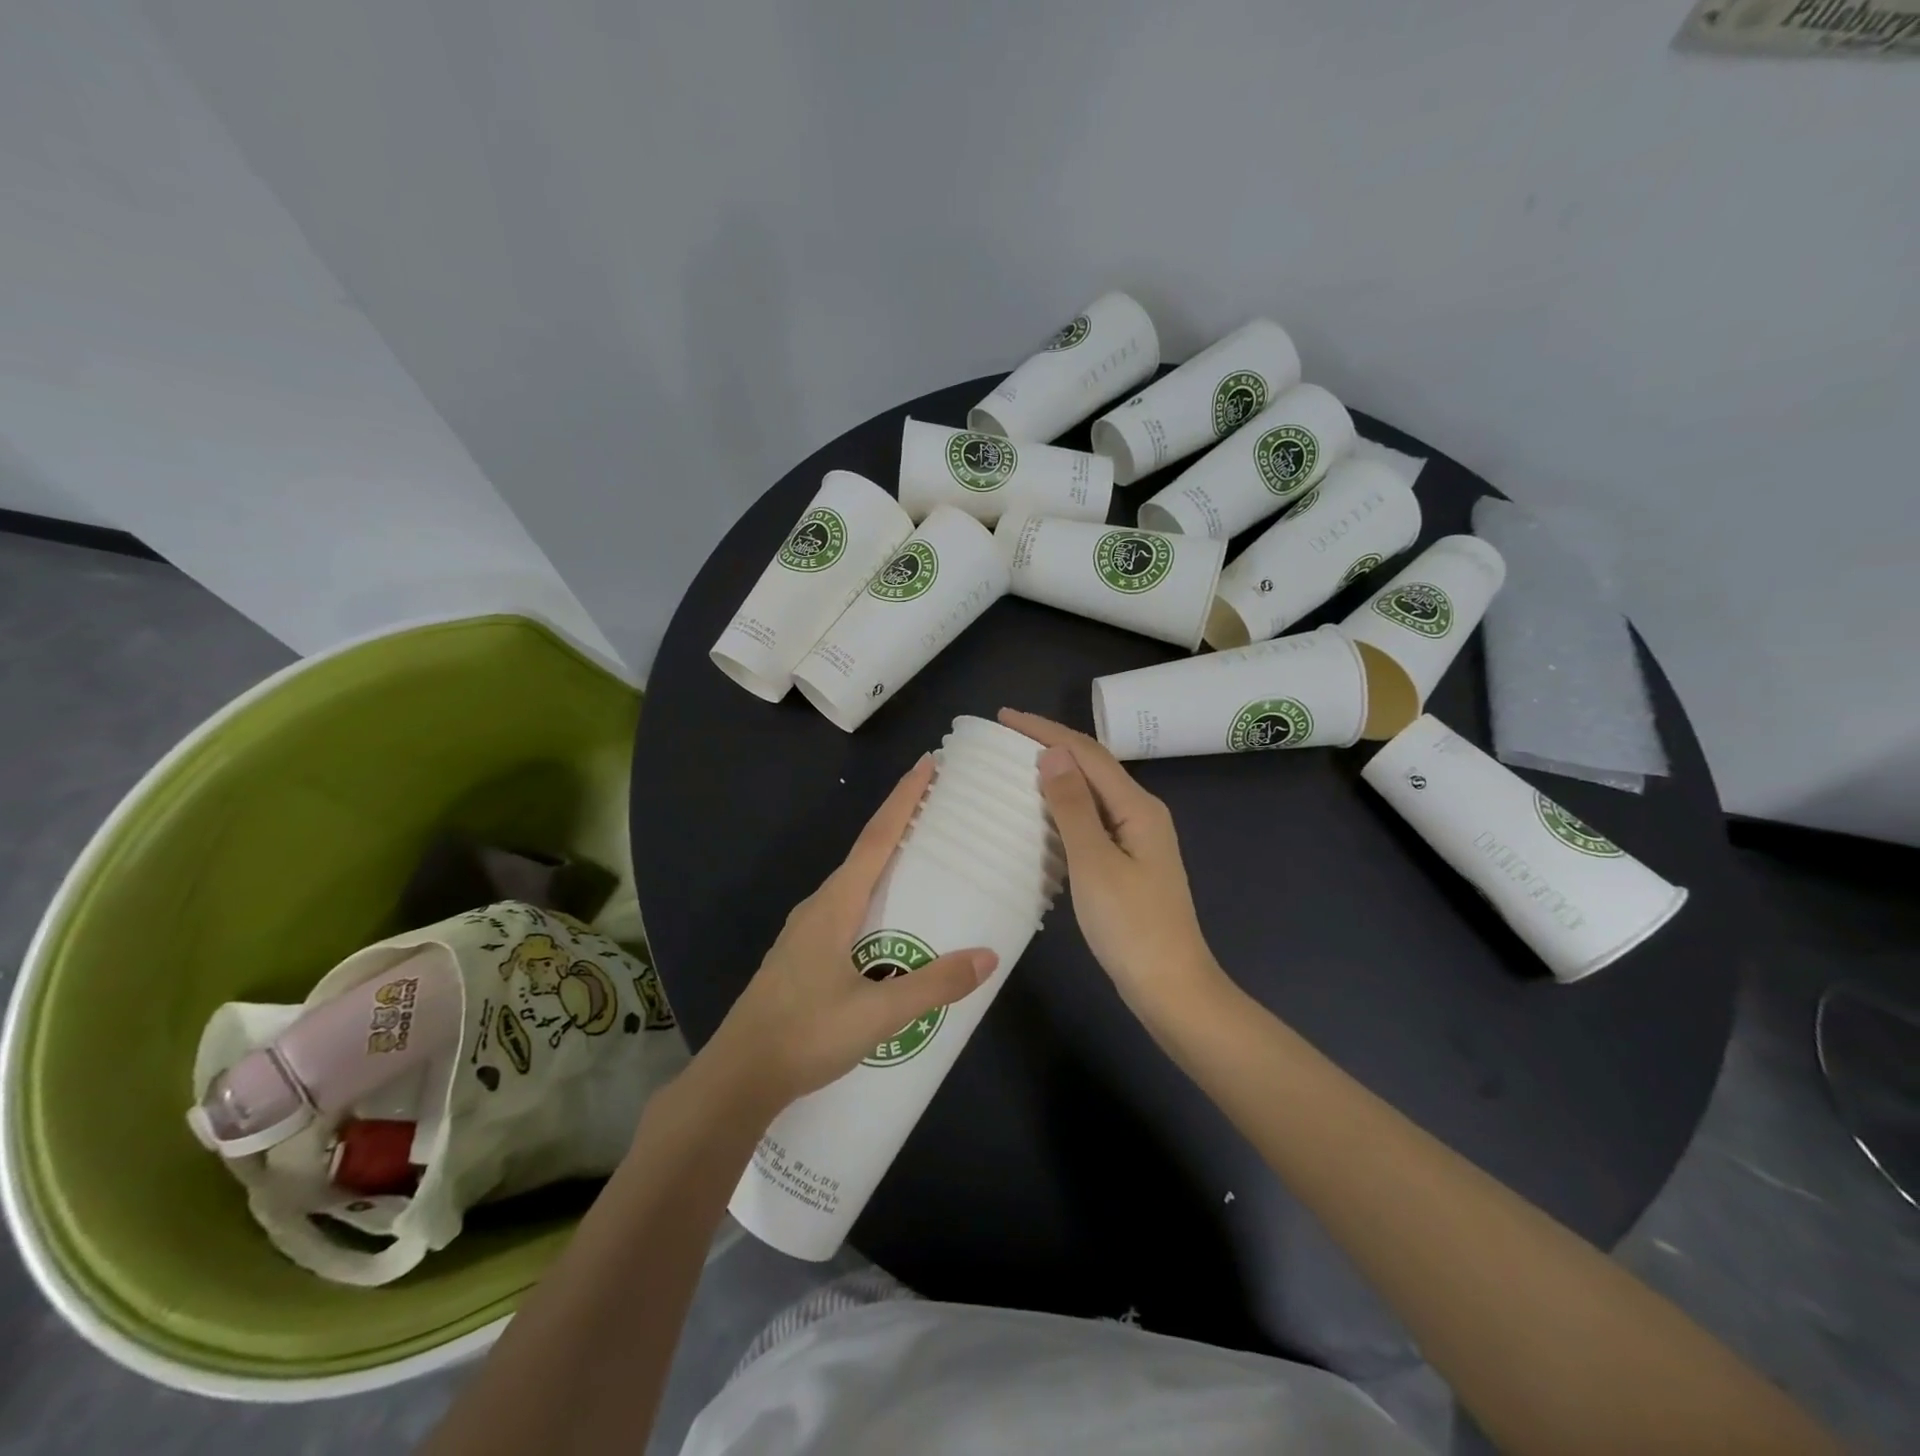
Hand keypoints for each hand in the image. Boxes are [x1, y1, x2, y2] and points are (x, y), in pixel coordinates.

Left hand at [702, 755, 996, 1118]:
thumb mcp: (877, 1014)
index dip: (903, 799)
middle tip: (939, 809)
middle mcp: (819, 907)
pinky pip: (847, 910)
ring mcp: (806, 932)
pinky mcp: (803, 956)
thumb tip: (987, 956)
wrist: (738, 1077)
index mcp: (834, 905)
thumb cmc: (805, 1034)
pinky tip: (890, 925)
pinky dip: (875, 897)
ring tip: (923, 862)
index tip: (927, 764)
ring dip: (886, 863)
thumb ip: (932, 984)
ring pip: (855, 884)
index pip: (876, 839)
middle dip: (899, 824)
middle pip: (865, 853)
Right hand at [999, 709, 1224, 1024]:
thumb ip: (1073, 807)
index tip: (1005, 716)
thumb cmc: (1130, 926)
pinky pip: (1092, 819)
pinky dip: (1064, 806)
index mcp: (1138, 807)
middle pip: (1093, 766)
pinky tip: (1042, 813)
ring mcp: (1137, 839)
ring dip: (1057, 773)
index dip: (1046, 731)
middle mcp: (1141, 814)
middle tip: (1006, 737)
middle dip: (1051, 745)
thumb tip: (1052, 753)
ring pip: (1092, 792)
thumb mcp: (1095, 863)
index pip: (1088, 753)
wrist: (1170, 987)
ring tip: (1017, 765)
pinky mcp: (1128, 862)